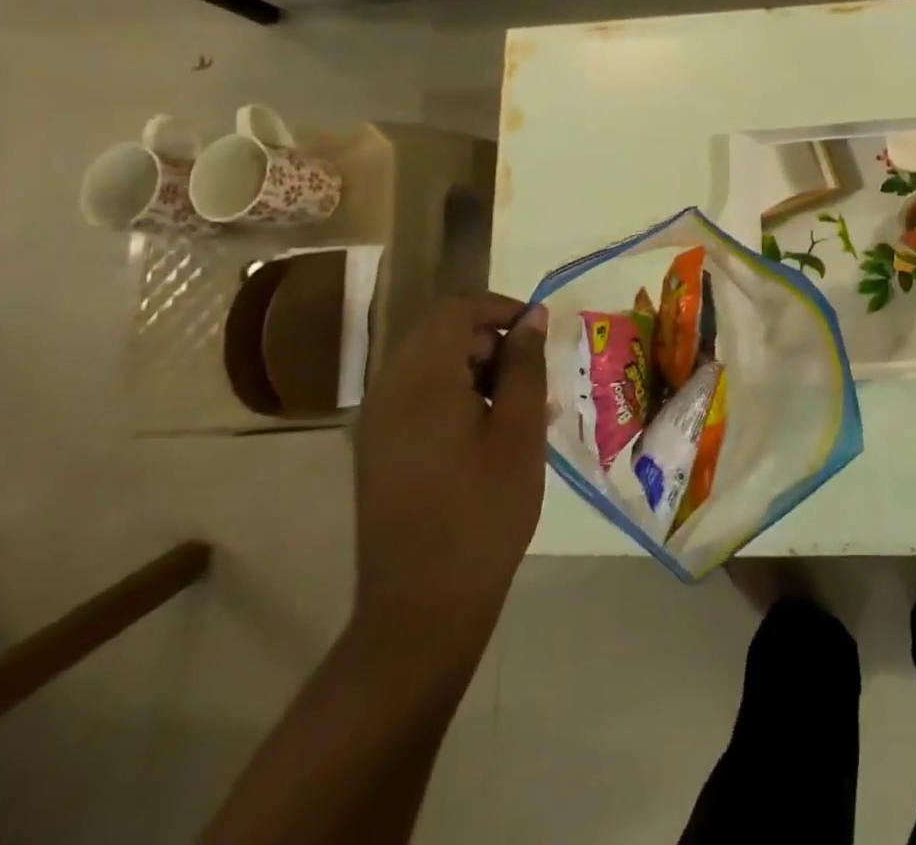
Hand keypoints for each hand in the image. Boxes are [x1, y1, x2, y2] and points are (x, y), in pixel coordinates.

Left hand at [352, 294, 548, 651]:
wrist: (422, 607)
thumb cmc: (483, 510)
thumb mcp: (520, 429)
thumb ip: (525, 364)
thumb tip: (532, 316)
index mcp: (420, 379)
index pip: (455, 309)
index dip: (500, 308)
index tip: (539, 332)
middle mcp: (387, 391)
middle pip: (439, 334)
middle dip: (491, 341)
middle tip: (534, 377)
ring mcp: (376, 424)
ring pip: (430, 366)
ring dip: (476, 370)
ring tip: (520, 408)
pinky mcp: (378, 452)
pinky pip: (418, 399)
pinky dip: (456, 397)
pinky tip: (490, 434)